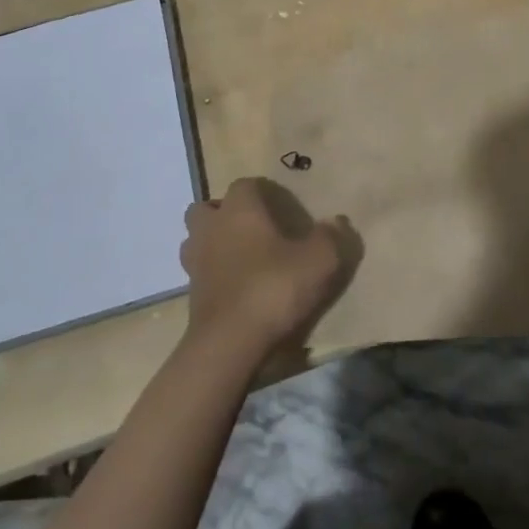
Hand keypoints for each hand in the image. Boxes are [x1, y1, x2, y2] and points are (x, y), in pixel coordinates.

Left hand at [180, 178, 358, 360]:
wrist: (229, 344)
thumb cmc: (273, 288)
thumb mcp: (319, 261)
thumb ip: (331, 237)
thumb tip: (337, 221)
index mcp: (239, 209)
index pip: (246, 184)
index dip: (263, 192)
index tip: (282, 208)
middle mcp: (211, 227)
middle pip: (209, 207)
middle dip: (226, 213)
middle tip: (254, 229)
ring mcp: (194, 261)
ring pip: (197, 238)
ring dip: (214, 242)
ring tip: (241, 257)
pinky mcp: (190, 294)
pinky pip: (200, 271)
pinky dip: (213, 274)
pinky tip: (236, 287)